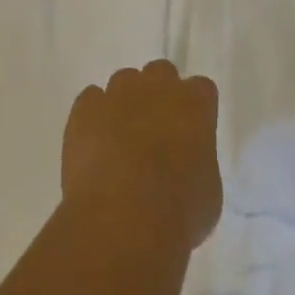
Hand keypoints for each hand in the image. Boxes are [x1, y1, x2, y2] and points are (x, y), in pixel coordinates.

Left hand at [62, 60, 221, 250]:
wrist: (123, 220)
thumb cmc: (178, 211)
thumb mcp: (208, 193)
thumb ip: (198, 165)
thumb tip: (186, 169)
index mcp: (196, 103)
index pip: (201, 90)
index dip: (193, 111)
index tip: (188, 134)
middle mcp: (160, 86)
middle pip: (161, 74)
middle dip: (158, 95)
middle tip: (153, 131)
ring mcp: (119, 94)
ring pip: (124, 82)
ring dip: (124, 103)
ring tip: (118, 140)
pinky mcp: (85, 110)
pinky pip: (90, 100)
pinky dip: (91, 117)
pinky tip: (92, 145)